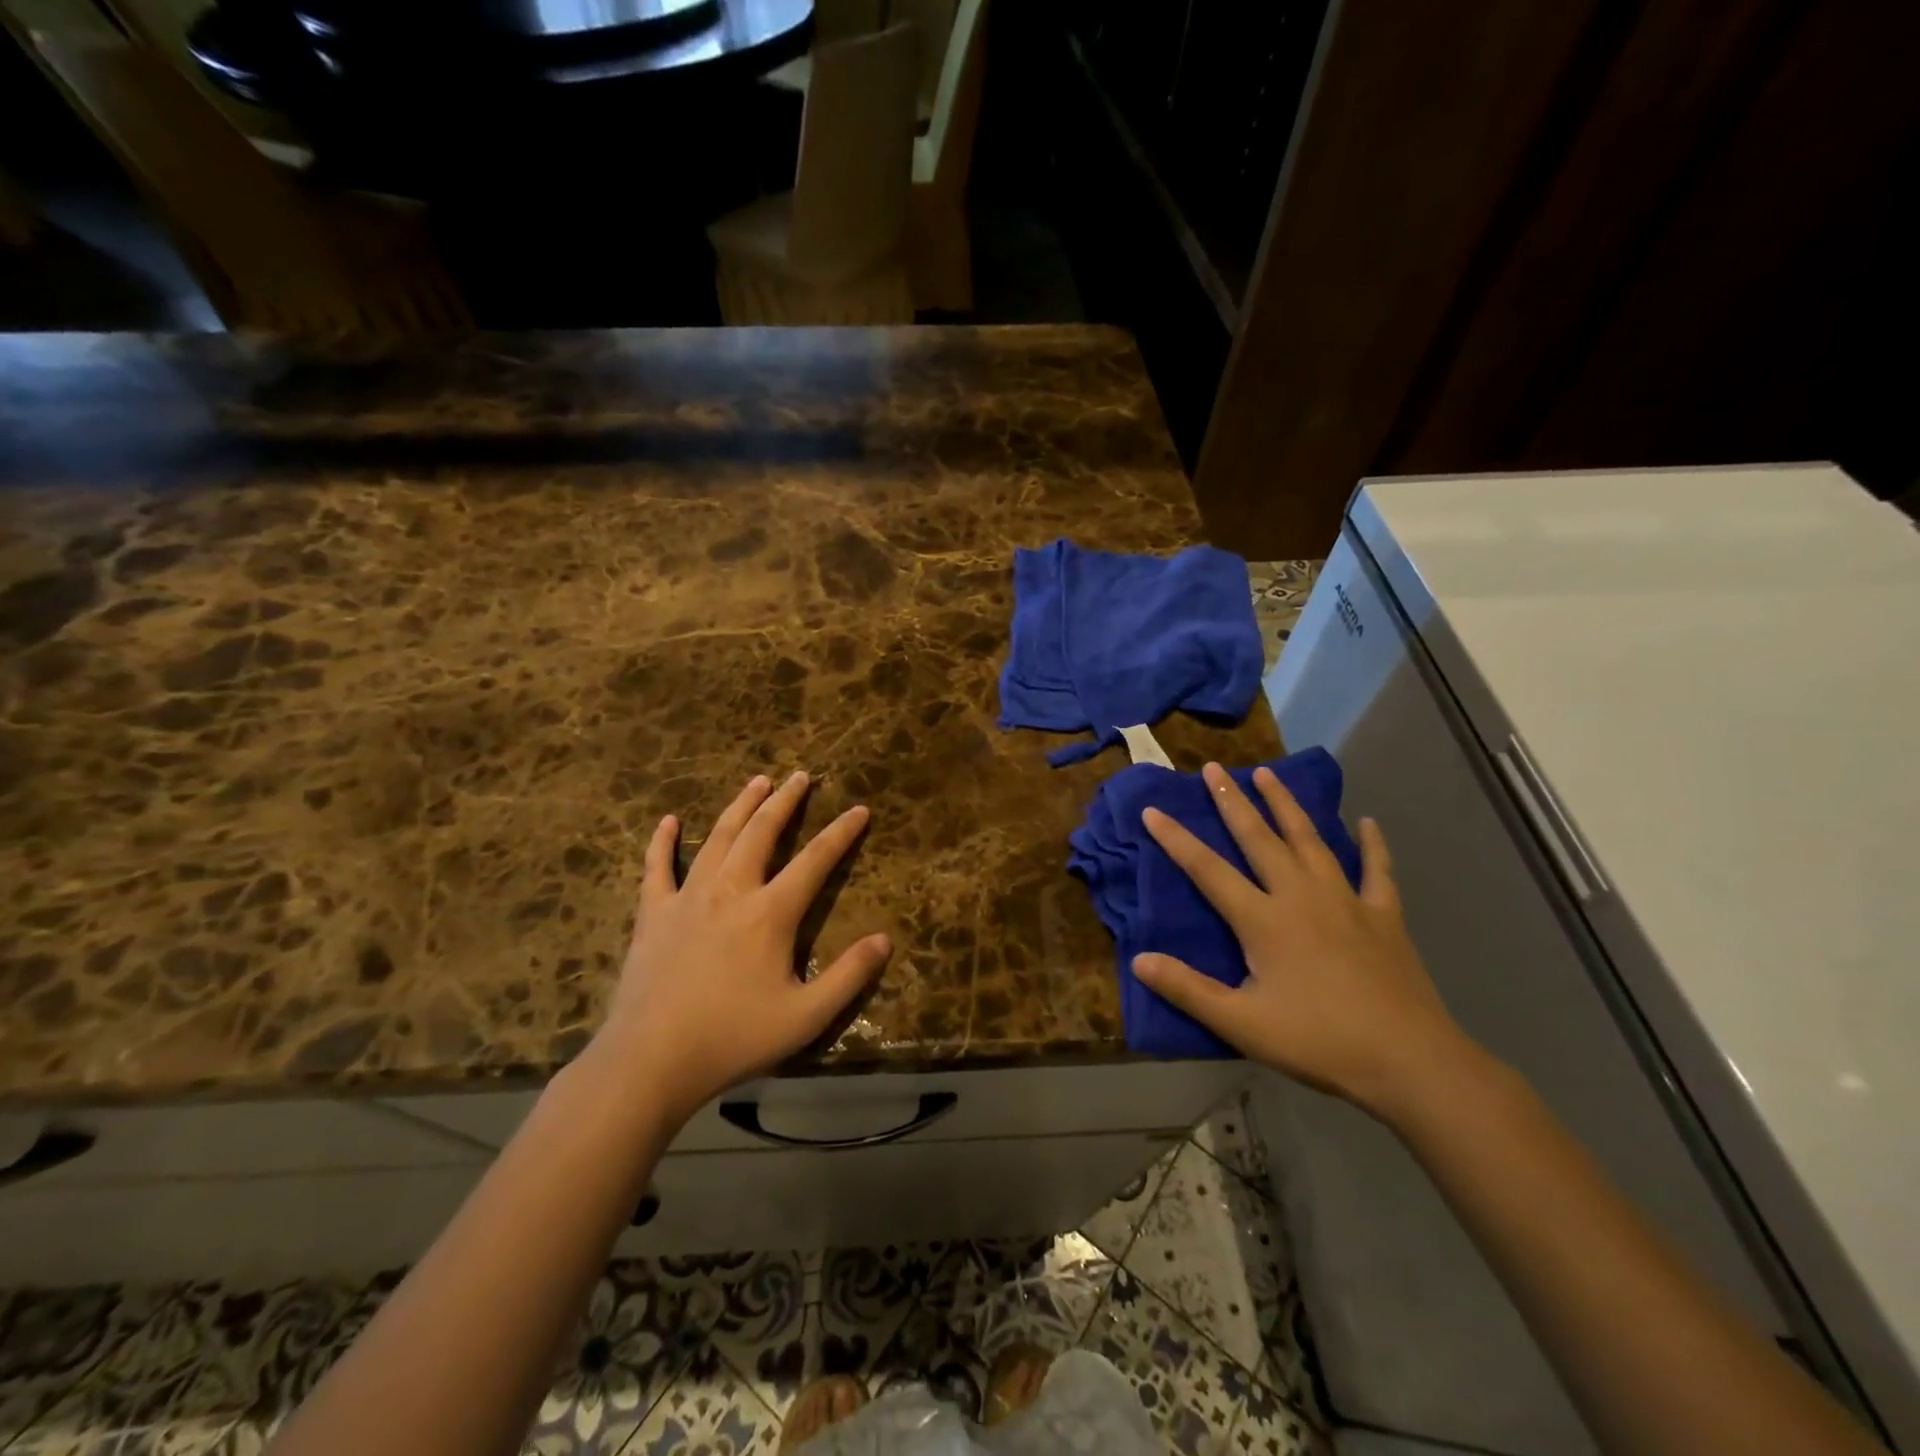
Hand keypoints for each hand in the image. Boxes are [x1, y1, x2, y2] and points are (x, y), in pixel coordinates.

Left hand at [585, 771, 890, 1124]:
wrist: (650, 1060)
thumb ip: (849, 976)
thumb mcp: (805, 1016)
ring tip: (757, 781)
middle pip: (762, 832)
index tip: (859, 809)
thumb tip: (885, 939)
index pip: (815, 860)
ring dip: (740, 806)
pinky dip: (663, 842)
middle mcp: (731, 890)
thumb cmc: (733, 1037)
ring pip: (718, 837)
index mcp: (770, 912)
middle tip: (800, 776)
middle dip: (786, 801)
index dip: (841, 833)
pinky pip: (657, 867)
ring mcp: (687, 897)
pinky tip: (668, 821)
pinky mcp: (654, 914)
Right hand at [1134, 762, 1475, 1120]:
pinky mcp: (1384, 915)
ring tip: (1268, 774)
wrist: (1409, 1061)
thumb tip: (1138, 960)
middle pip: (1259, 838)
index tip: (1152, 810)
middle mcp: (1301, 896)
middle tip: (1214, 768)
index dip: (1176, 840)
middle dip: (1232, 801)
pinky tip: (1367, 822)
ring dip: (1286, 805)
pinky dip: (1372, 844)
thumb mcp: (1242, 1024)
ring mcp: (1346, 900)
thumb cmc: (1318, 1041)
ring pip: (1309, 840)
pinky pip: (1377, 870)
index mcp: (1264, 920)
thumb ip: (1188, 989)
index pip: (1208, 870)